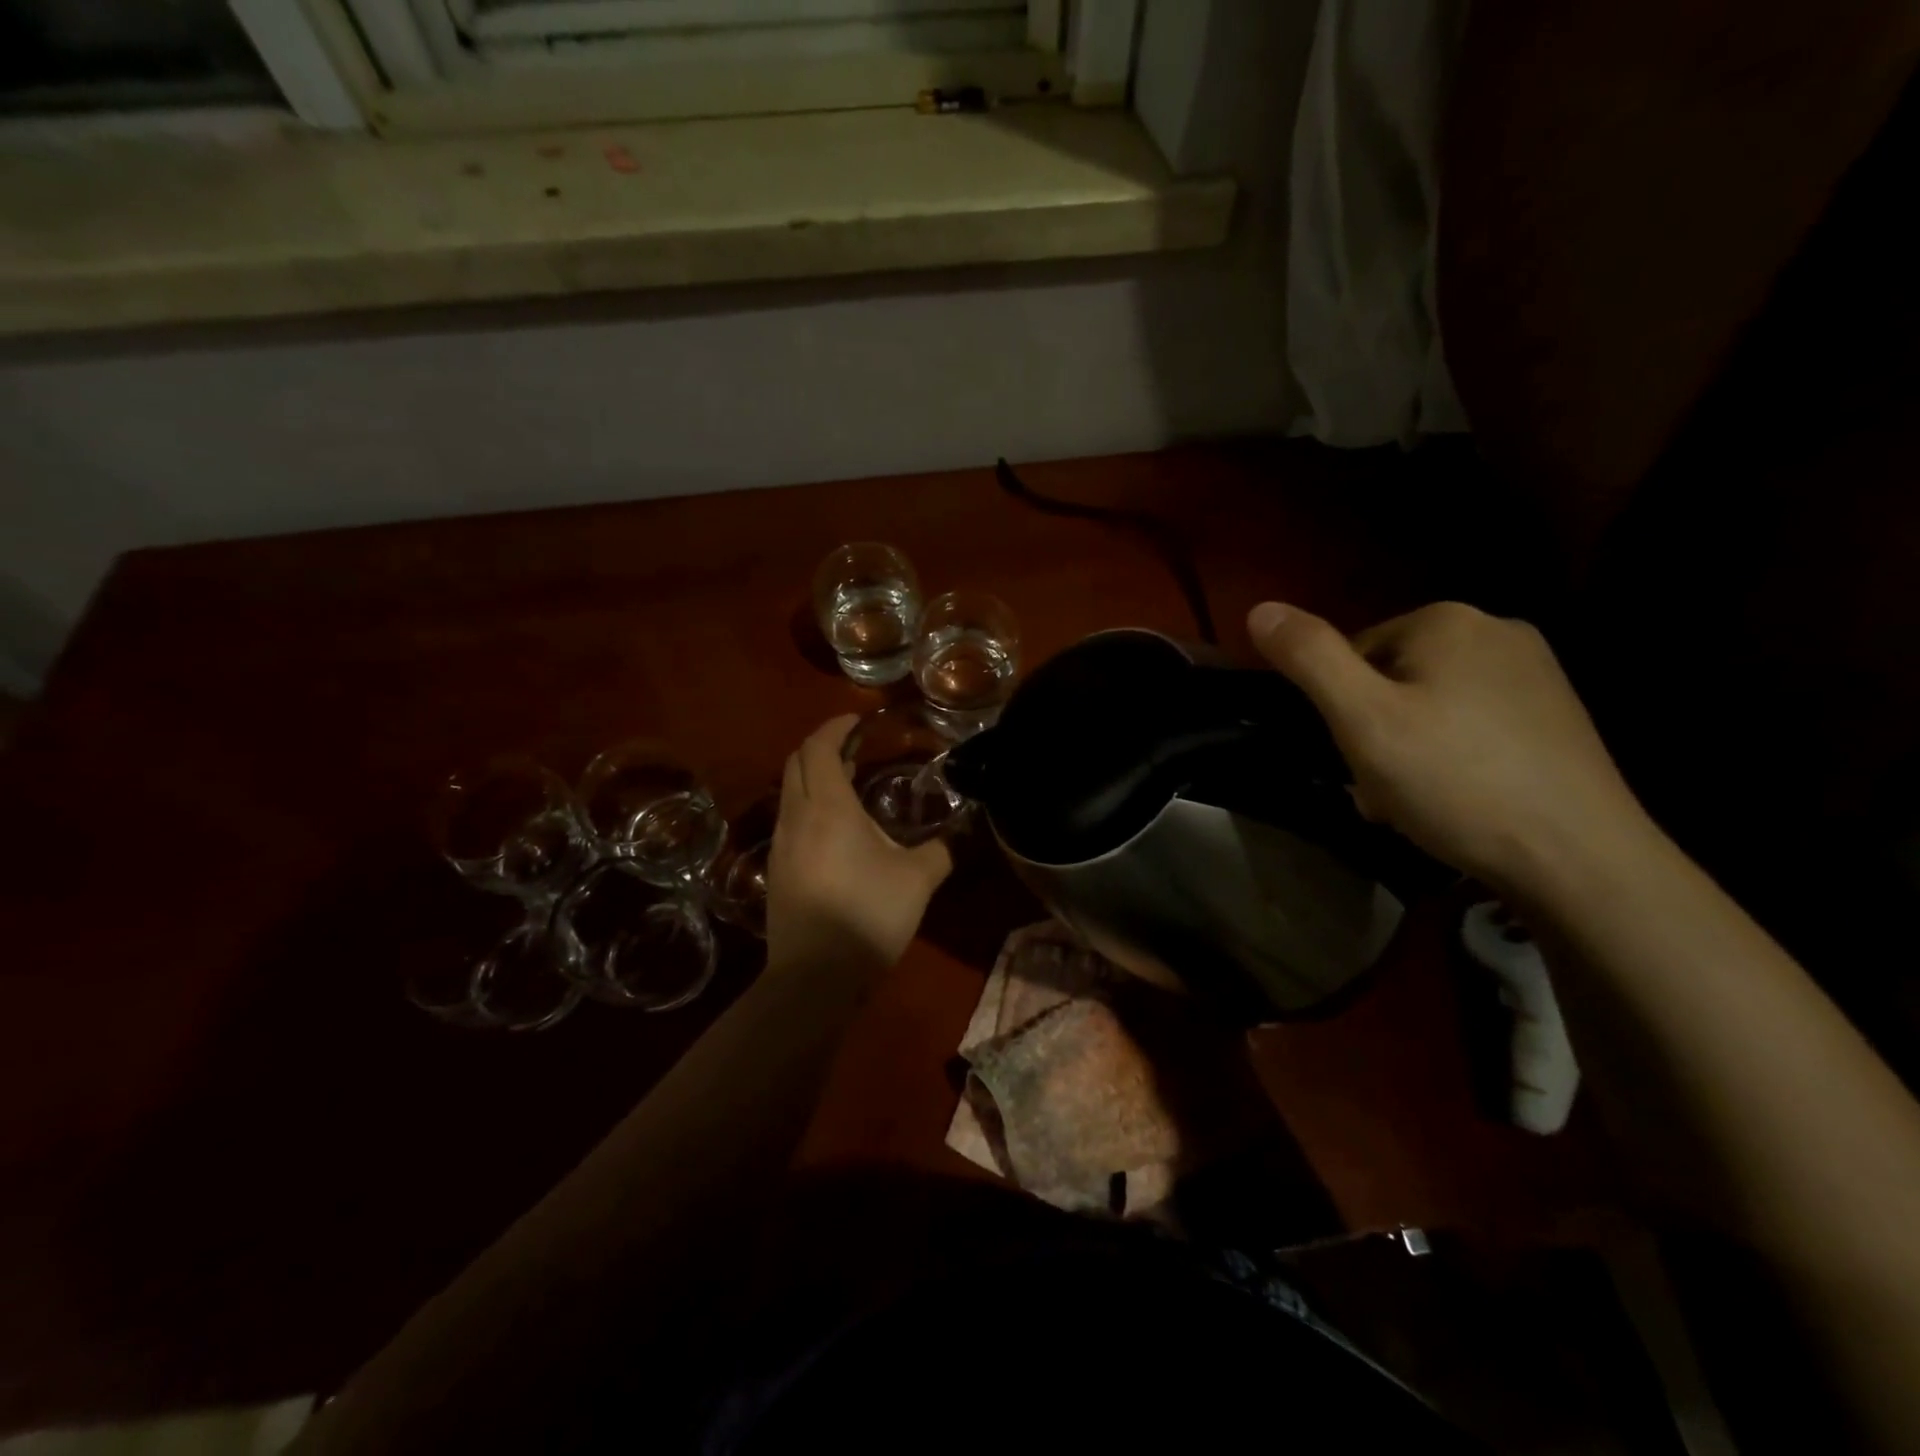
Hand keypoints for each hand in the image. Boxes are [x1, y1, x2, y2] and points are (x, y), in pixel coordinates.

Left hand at [766, 715, 952, 973]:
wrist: (814, 977)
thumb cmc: (868, 916)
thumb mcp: (918, 881)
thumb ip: (941, 850)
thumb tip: (958, 835)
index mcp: (828, 807)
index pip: (820, 747)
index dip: (836, 727)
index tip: (858, 720)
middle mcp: (796, 816)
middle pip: (796, 762)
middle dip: (821, 746)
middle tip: (855, 747)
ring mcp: (780, 844)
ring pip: (789, 791)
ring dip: (814, 776)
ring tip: (849, 783)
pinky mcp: (776, 870)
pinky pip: (789, 818)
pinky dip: (808, 804)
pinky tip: (835, 828)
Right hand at [1247, 600, 1652, 894]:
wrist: (1579, 858)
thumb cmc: (1455, 781)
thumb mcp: (1363, 719)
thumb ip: (1309, 658)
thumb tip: (1259, 608)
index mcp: (1446, 620)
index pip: (1351, 653)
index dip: (1339, 711)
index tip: (1352, 760)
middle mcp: (1496, 629)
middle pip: (1391, 678)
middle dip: (1373, 732)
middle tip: (1382, 789)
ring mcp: (1535, 672)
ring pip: (1429, 704)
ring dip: (1405, 749)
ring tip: (1417, 803)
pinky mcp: (1557, 714)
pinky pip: (1472, 723)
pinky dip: (1450, 756)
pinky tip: (1458, 800)